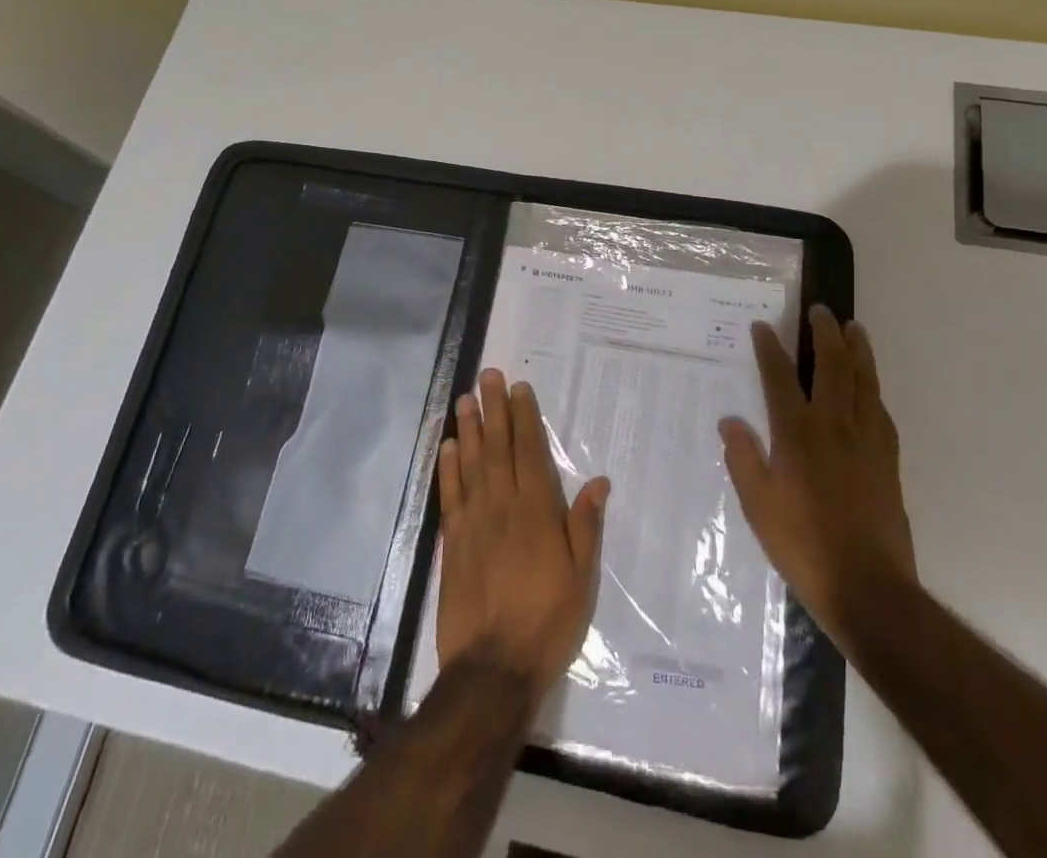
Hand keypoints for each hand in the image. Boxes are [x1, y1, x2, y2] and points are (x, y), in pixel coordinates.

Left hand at [436, 369, 609, 707]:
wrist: (492, 670)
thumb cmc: (546, 622)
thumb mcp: (581, 578)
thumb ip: (585, 526)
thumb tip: (598, 480)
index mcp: (537, 511)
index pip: (530, 452)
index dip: (525, 418)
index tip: (519, 388)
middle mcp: (503, 506)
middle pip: (498, 447)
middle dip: (494, 409)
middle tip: (488, 376)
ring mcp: (474, 522)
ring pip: (471, 463)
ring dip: (469, 429)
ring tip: (466, 399)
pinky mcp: (452, 542)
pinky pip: (450, 495)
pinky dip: (448, 467)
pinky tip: (447, 447)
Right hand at [719, 306, 915, 656]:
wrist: (869, 587)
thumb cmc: (803, 546)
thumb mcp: (757, 505)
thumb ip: (743, 458)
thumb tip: (730, 421)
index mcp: (797, 434)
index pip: (779, 377)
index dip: (769, 348)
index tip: (762, 326)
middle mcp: (834, 426)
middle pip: (833, 366)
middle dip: (824, 333)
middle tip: (820, 311)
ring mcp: (867, 440)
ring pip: (865, 381)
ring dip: (858, 350)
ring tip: (854, 328)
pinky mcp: (888, 459)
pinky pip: (881, 410)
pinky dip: (873, 388)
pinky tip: (870, 387)